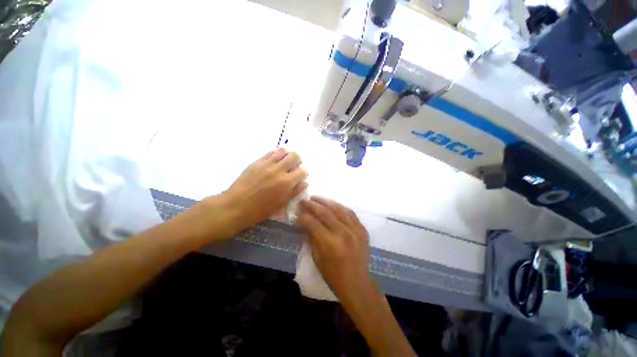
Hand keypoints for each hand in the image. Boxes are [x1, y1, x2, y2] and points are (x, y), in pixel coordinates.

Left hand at [212, 148, 307, 236]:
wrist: (236, 205)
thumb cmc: (261, 209)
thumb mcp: (281, 203)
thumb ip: (295, 191)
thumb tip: (305, 182)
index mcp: (286, 182)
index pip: (302, 171)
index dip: (304, 172)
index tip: (302, 175)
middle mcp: (279, 170)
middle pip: (294, 156)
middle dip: (298, 160)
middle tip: (295, 166)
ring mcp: (267, 164)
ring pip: (283, 151)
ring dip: (287, 155)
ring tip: (285, 162)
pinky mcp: (257, 161)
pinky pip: (270, 152)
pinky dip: (276, 154)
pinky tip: (274, 161)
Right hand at [297, 197, 371, 301]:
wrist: (358, 284)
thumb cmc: (333, 275)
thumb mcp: (317, 258)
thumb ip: (310, 237)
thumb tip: (302, 222)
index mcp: (330, 244)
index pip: (312, 223)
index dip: (303, 216)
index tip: (296, 211)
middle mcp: (343, 233)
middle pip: (325, 212)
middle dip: (312, 205)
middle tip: (304, 200)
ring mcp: (355, 230)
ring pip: (338, 209)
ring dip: (325, 201)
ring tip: (316, 198)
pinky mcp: (362, 229)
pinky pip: (350, 213)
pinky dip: (340, 207)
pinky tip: (332, 204)